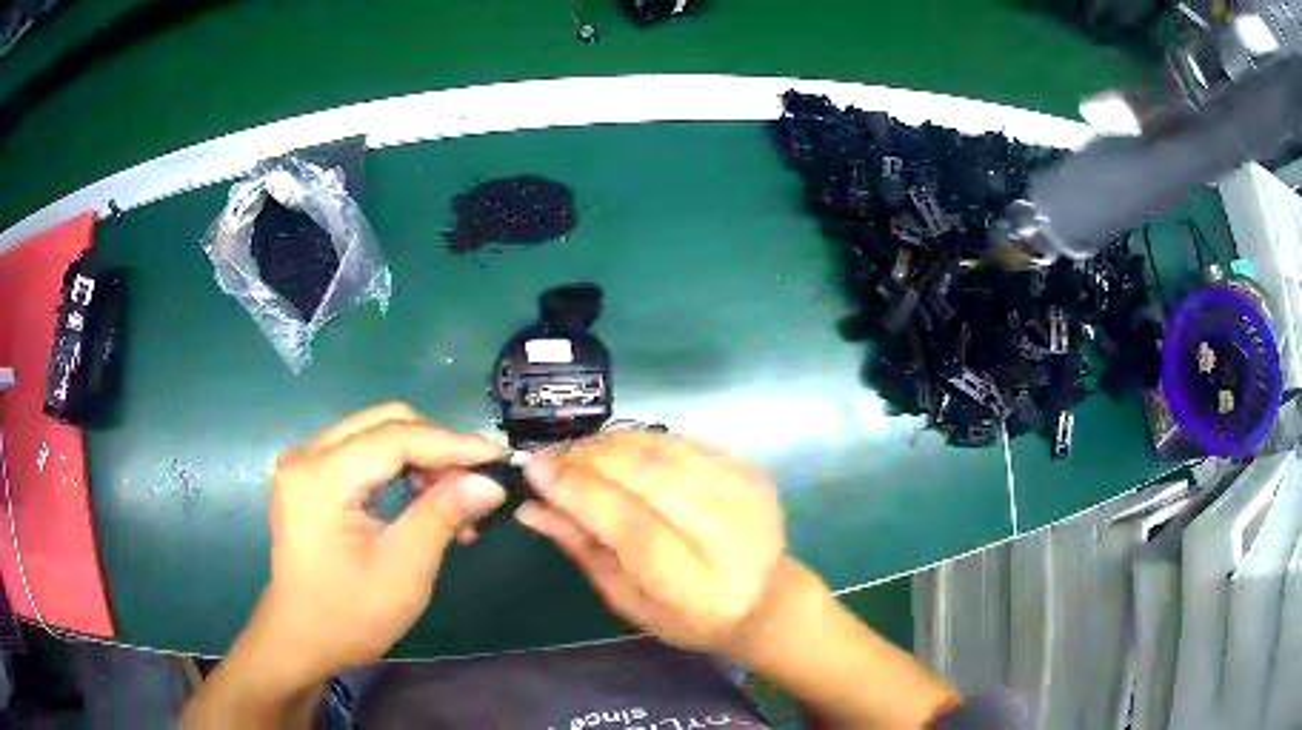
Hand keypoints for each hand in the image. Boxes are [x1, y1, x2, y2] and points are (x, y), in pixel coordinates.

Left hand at [252, 403, 505, 686]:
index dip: (450, 444)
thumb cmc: (349, 615)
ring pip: (375, 433)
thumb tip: (490, 482)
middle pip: (384, 423)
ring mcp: (304, 462)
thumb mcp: (403, 570)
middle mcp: (306, 455)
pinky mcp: (310, 475)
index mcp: (320, 477)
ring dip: (420, 458)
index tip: (498, 457)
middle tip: (474, 485)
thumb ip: (442, 515)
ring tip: (453, 499)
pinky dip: (399, 468)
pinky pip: (362, 452)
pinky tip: (422, 498)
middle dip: (435, 448)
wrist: (302, 639)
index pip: (394, 438)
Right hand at [516, 431, 786, 658]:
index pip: (632, 526)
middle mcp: (729, 537)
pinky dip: (642, 440)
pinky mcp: (751, 471)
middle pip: (650, 478)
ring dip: (611, 443)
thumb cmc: (688, 616)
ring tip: (577, 451)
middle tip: (550, 457)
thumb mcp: (627, 599)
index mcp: (697, 588)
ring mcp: (746, 497)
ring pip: (666, 451)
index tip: (536, 469)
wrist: (765, 599)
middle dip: (589, 459)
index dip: (580, 492)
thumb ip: (582, 549)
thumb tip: (531, 507)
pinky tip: (618, 449)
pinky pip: (684, 441)